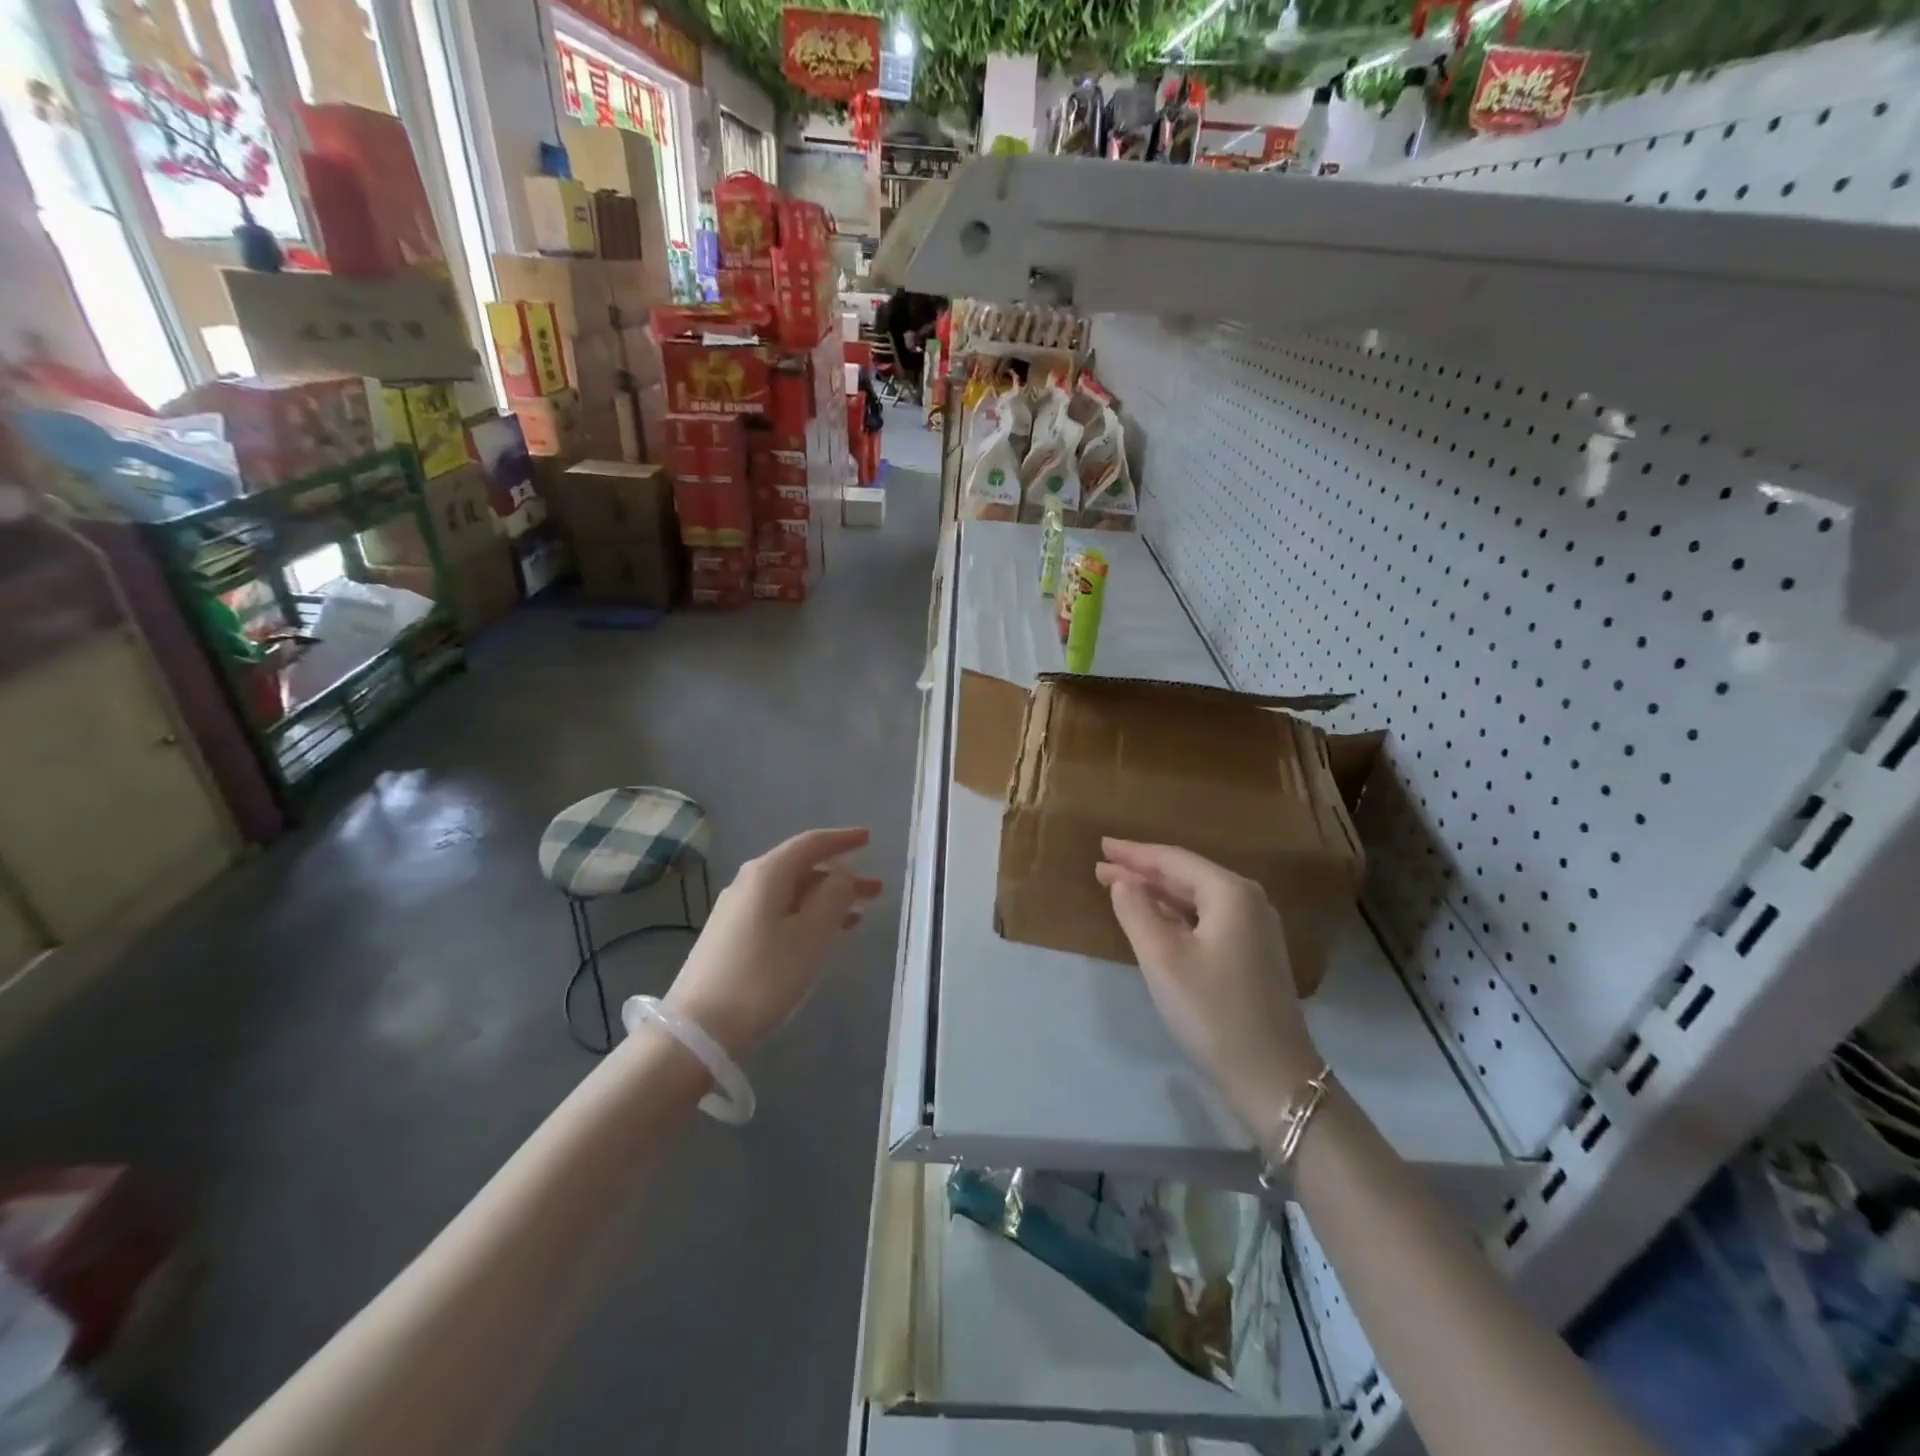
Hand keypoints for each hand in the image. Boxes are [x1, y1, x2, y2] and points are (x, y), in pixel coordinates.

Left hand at [664, 828, 882, 1059]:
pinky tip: (825, 934)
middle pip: (802, 868)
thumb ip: (834, 897)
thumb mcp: (811, 936)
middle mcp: (749, 883)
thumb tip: (843, 874)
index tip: (868, 838)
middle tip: (876, 888)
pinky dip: (807, 915)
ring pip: (792, 893)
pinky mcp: (732, 937)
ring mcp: (737, 911)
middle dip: (840, 875)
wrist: (699, 1028)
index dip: (842, 840)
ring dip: (826, 899)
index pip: (810, 844)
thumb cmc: (764, 976)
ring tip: (860, 913)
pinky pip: (780, 912)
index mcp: (767, 874)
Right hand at [1095, 839, 1319, 1138]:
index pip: (1174, 860)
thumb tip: (1122, 881)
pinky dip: (1174, 914)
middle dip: (1143, 870)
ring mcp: (1254, 930)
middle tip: (1102, 865)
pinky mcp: (1252, 955)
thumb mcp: (1163, 958)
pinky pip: (1205, 919)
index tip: (1102, 845)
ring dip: (1156, 892)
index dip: (1135, 853)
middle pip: (1187, 875)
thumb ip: (1137, 911)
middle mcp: (1248, 902)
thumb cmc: (1212, 1011)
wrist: (1272, 1077)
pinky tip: (1153, 918)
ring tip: (1118, 886)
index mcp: (1231, 893)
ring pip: (1196, 898)